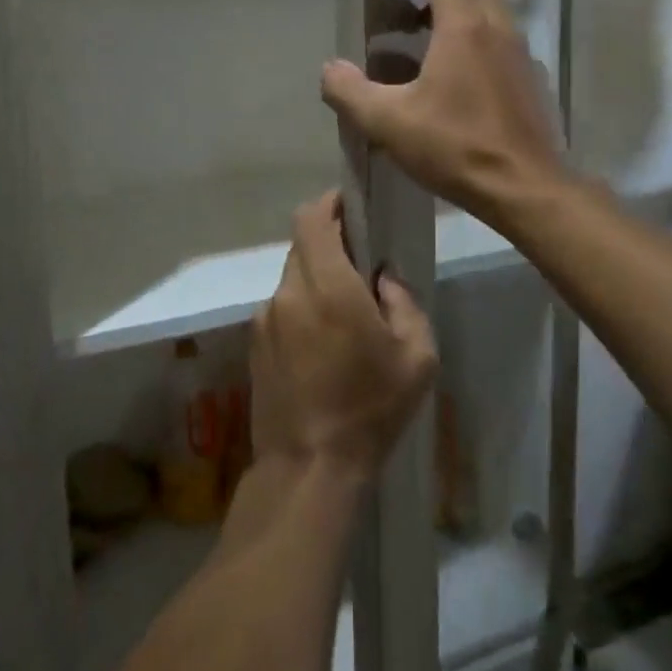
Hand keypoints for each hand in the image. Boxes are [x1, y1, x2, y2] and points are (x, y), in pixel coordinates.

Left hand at [252, 191, 436, 479]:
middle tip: (361, 269)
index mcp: (327, 285)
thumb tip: (382, 279)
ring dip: (317, 281)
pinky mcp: (254, 344)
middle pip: (304, 246)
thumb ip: (404, 303)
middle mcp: (288, 292)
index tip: (352, 208)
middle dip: (331, 245)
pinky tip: (322, 347)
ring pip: (293, 278)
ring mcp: (265, 318)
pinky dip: (302, 309)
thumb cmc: (370, 409)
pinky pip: (282, 308)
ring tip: (345, 317)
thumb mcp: (417, 356)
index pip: (312, 217)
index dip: (330, 204)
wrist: (308, 467)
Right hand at [322, 0, 565, 224]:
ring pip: (496, 16)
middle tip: (415, 16)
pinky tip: (467, 84)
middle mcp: (498, 29)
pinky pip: (508, 48)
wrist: (523, 187)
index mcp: (463, 27)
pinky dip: (487, 48)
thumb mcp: (388, 122)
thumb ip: (350, 91)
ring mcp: (522, 55)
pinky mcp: (534, 83)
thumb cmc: (454, 146)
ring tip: (436, 49)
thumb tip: (330, 69)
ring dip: (469, 18)